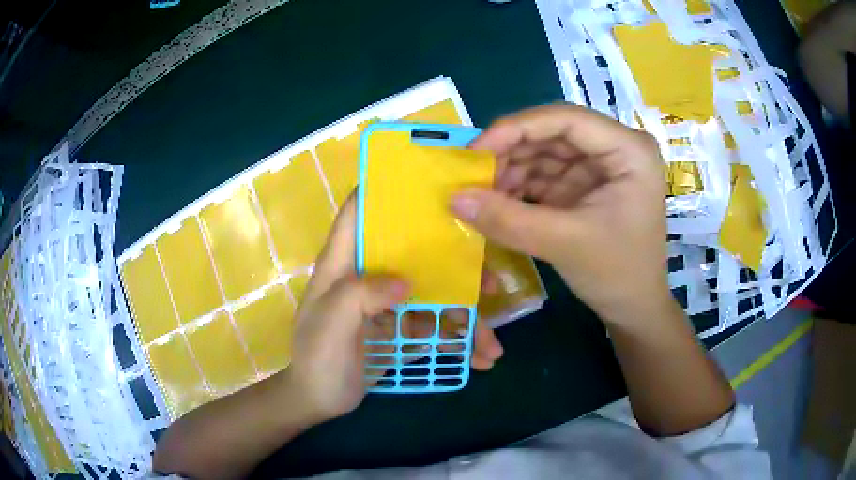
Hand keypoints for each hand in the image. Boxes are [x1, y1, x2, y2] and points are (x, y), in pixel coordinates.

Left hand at [287, 196, 503, 421]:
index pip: (360, 211)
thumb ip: (359, 297)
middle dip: (455, 263)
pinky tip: (480, 358)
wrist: (320, 401)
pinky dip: (458, 340)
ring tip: (491, 344)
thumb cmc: (316, 359)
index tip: (430, 185)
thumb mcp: (329, 326)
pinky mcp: (401, 327)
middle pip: (414, 251)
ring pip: (434, 293)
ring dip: (466, 314)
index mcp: (344, 263)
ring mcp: (388, 302)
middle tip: (489, 282)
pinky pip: (435, 325)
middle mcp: (369, 274)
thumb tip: (406, 282)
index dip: (386, 190)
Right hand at [451, 105, 670, 325]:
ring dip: (511, 170)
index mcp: (629, 149)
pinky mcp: (586, 186)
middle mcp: (615, 147)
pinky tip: (496, 202)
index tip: (475, 150)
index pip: (566, 119)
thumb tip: (453, 198)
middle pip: (552, 133)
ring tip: (480, 194)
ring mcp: (600, 166)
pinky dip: (519, 186)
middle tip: (471, 175)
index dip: (517, 128)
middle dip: (510, 152)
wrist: (635, 310)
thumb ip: (508, 219)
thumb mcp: (565, 244)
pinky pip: (546, 174)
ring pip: (545, 152)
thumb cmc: (618, 274)